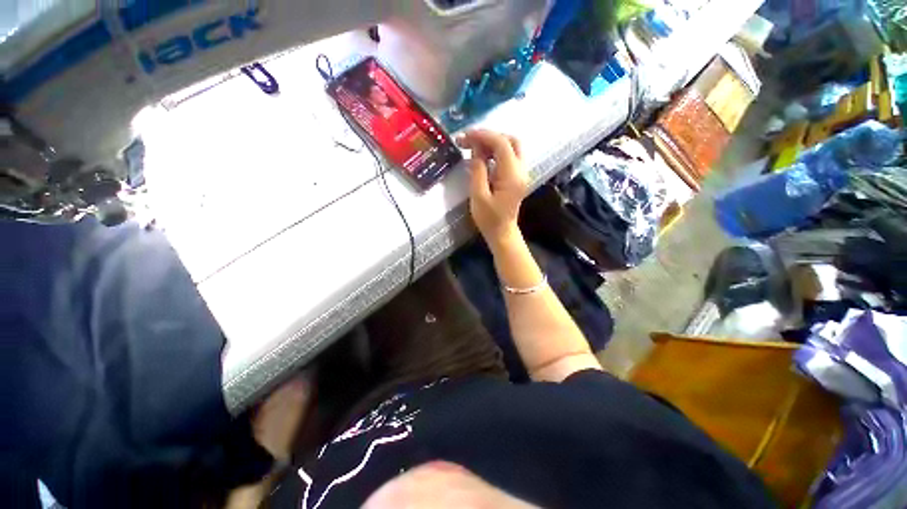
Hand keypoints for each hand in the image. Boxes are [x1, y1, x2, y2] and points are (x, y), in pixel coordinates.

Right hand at [457, 130, 528, 247]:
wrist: (502, 233)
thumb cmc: (489, 219)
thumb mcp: (478, 196)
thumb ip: (477, 170)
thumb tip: (475, 150)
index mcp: (512, 175)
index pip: (502, 144)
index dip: (483, 135)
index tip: (465, 135)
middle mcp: (521, 171)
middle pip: (511, 140)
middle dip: (490, 136)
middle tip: (471, 141)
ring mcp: (521, 173)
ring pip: (511, 147)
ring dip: (493, 143)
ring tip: (473, 148)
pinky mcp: (516, 177)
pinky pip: (509, 157)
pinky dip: (496, 152)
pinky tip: (482, 157)